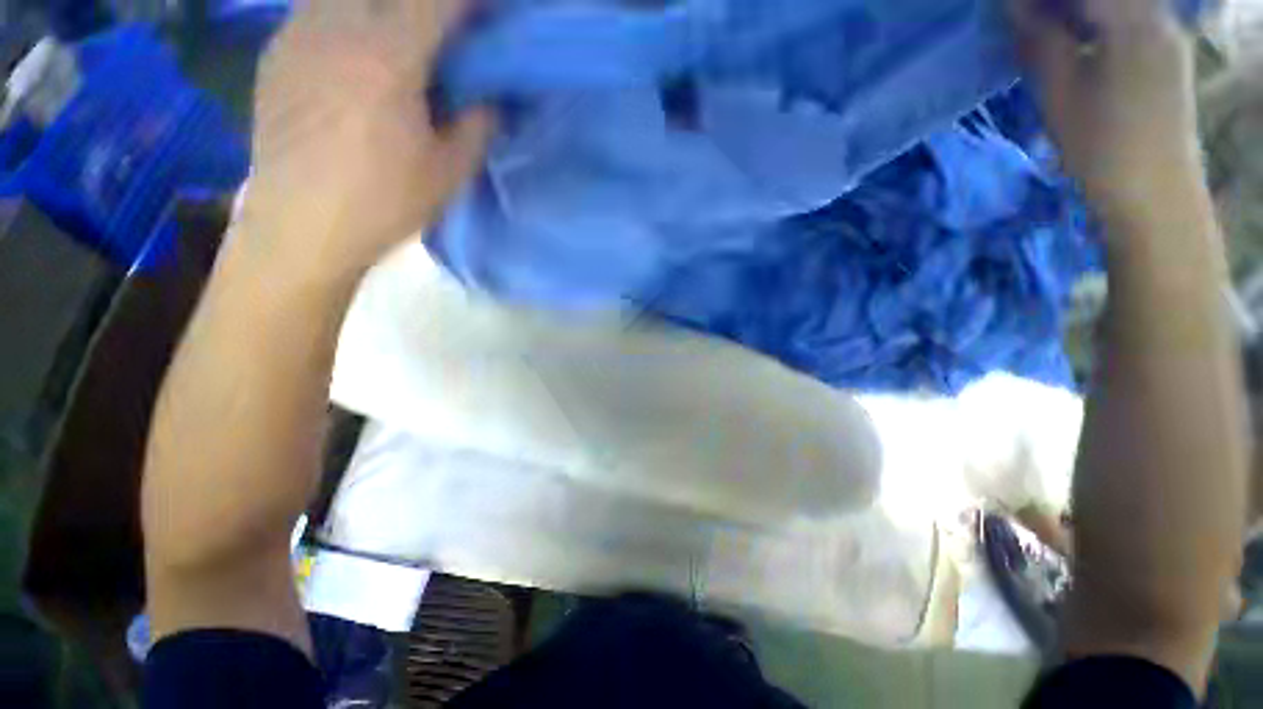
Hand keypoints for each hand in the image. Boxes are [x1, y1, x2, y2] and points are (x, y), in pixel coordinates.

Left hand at [238, 0, 492, 282]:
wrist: (301, 227)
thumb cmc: (384, 203)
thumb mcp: (450, 173)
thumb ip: (479, 128)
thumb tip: (491, 100)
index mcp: (388, 58)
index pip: (437, 2)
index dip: (469, 4)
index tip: (487, 17)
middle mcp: (337, 28)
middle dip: (424, 6)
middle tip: (442, 36)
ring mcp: (298, 34)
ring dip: (380, 9)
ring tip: (396, 44)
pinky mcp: (276, 53)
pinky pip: (316, 11)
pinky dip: (345, 19)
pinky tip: (354, 55)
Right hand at [1011, 0, 1202, 220]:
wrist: (1155, 193)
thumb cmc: (1101, 146)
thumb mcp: (1059, 92)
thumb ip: (1040, 39)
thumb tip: (1015, 6)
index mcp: (1133, 19)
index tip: (1009, 9)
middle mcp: (1157, 15)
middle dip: (1057, 4)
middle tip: (1026, 19)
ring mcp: (1168, 33)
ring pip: (1118, 4)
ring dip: (1077, 12)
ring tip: (1044, 27)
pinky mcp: (1169, 53)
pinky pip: (1130, 17)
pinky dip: (1098, 21)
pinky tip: (1078, 39)